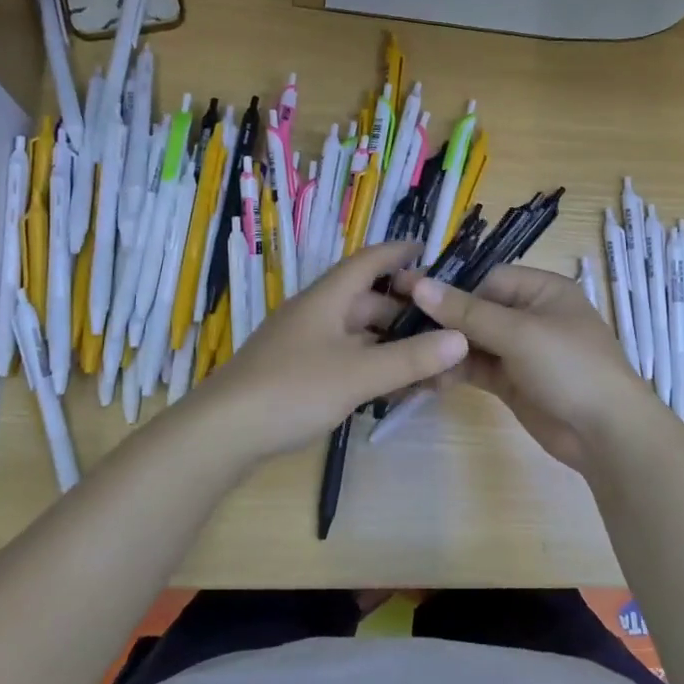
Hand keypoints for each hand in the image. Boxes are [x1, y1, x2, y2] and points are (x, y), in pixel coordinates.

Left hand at [202, 242, 467, 459]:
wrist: (222, 433)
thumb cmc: (292, 389)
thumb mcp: (358, 374)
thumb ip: (410, 358)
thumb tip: (461, 339)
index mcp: (327, 299)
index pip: (368, 261)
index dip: (398, 252)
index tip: (430, 250)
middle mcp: (316, 315)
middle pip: (368, 302)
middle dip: (407, 313)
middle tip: (447, 327)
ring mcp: (305, 345)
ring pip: (360, 336)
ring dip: (393, 346)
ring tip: (431, 365)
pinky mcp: (299, 374)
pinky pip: (347, 360)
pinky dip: (373, 368)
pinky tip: (395, 389)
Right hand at [404, 265, 662, 472]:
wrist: (606, 434)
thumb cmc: (570, 367)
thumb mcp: (518, 333)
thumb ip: (467, 311)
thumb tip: (419, 285)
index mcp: (543, 290)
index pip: (488, 279)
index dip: (453, 289)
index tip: (410, 298)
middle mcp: (531, 315)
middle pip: (477, 310)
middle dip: (443, 321)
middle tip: (397, 327)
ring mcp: (521, 351)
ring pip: (473, 341)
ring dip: (445, 349)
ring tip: (407, 356)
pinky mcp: (512, 382)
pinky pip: (477, 368)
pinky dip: (454, 371)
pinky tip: (426, 378)